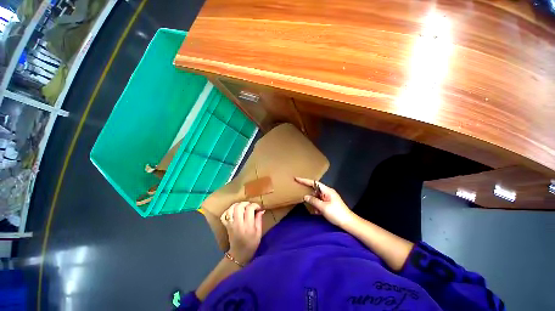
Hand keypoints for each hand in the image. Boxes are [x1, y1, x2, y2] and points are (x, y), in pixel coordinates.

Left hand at [220, 202, 264, 263]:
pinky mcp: (226, 226)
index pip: (249, 209)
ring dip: (237, 205)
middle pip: (239, 207)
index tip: (258, 208)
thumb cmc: (251, 244)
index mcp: (248, 226)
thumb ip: (259, 220)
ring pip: (231, 209)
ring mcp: (230, 224)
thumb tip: (261, 210)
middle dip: (246, 203)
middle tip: (250, 206)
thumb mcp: (259, 233)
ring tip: (243, 207)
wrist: (239, 254)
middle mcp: (238, 224)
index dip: (255, 205)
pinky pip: (224, 215)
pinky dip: (228, 210)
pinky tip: (234, 211)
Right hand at [295, 177, 355, 226]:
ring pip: (317, 197)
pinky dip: (317, 206)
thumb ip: (313, 201)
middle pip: (315, 189)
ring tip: (312, 208)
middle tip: (300, 193)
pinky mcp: (329, 204)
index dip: (305, 181)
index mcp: (327, 190)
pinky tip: (317, 212)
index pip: (314, 183)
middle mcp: (327, 192)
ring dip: (313, 202)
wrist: (349, 223)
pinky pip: (320, 202)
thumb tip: (305, 197)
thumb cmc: (337, 213)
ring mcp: (328, 198)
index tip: (297, 179)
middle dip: (308, 192)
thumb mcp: (323, 207)